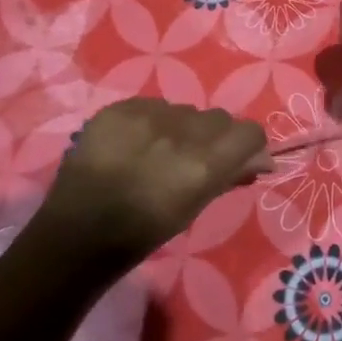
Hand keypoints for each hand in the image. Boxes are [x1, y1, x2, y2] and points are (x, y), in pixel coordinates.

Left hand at [35, 98, 270, 264]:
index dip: (248, 145)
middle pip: (218, 119)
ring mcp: (146, 117)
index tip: (239, 159)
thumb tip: (264, 158)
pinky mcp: (118, 109)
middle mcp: (180, 133)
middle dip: (215, 137)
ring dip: (182, 128)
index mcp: (203, 165)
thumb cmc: (144, 232)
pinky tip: (135, 145)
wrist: (77, 234)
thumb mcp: (195, 207)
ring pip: (185, 111)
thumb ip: (230, 175)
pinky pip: (152, 106)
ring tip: (159, 152)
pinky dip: (152, 123)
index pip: (249, 133)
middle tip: (194, 159)